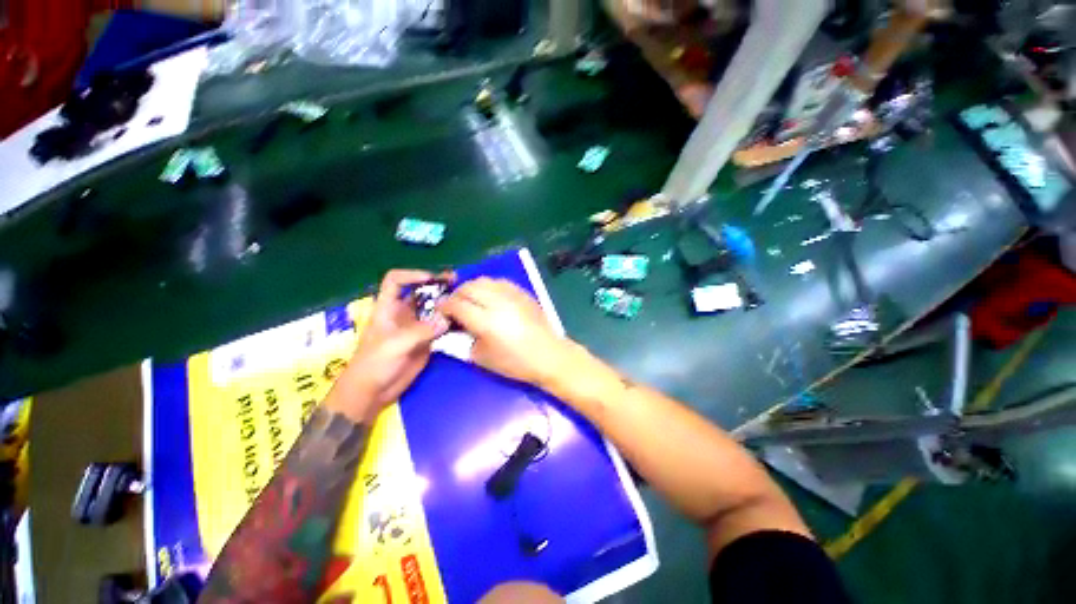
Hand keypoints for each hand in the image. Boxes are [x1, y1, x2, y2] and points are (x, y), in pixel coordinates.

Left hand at [325, 270, 450, 422]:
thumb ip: (420, 331)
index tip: (432, 280)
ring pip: (433, 309)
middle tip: (457, 283)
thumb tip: (446, 319)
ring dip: (447, 304)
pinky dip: (451, 322)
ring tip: (465, 300)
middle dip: (438, 286)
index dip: (412, 275)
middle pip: (421, 293)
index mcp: (388, 308)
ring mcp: (416, 326)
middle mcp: (404, 313)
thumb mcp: (394, 345)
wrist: (373, 392)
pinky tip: (464, 320)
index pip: (395, 281)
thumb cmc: (374, 364)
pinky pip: (441, 326)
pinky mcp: (427, 340)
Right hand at [440, 278, 570, 386]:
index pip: (456, 304)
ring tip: (471, 300)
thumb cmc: (515, 363)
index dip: (444, 307)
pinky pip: (499, 282)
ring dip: (472, 288)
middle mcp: (497, 302)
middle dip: (456, 295)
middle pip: (468, 287)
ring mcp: (512, 294)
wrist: (549, 355)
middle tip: (454, 306)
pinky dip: (489, 287)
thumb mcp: (482, 358)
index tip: (440, 312)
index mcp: (485, 321)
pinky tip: (490, 297)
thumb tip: (456, 326)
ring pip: (483, 281)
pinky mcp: (522, 292)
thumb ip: (464, 339)